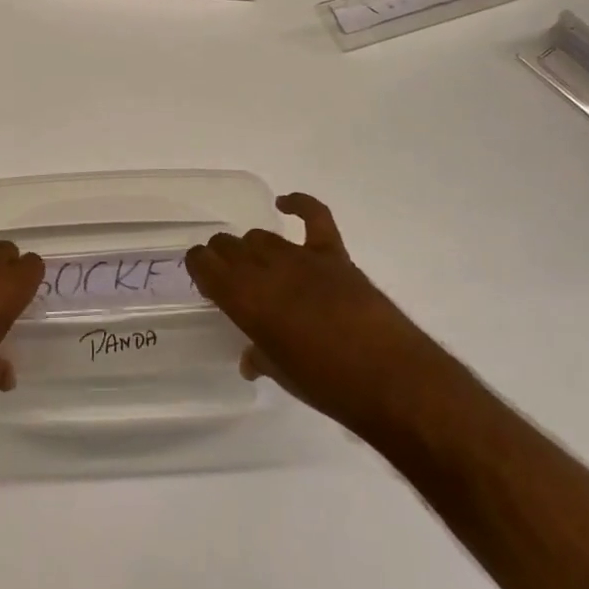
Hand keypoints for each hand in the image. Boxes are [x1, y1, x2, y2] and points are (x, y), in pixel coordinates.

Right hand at [186, 192, 419, 430]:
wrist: (390, 379)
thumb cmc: (327, 385)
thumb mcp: (282, 375)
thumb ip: (260, 357)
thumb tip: (250, 360)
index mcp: (244, 300)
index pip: (204, 265)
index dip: (198, 266)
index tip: (201, 275)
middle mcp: (264, 270)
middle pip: (228, 245)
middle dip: (221, 255)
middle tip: (226, 274)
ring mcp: (300, 258)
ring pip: (261, 236)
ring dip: (253, 247)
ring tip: (257, 263)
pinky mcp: (333, 254)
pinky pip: (313, 216)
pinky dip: (299, 204)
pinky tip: (286, 204)